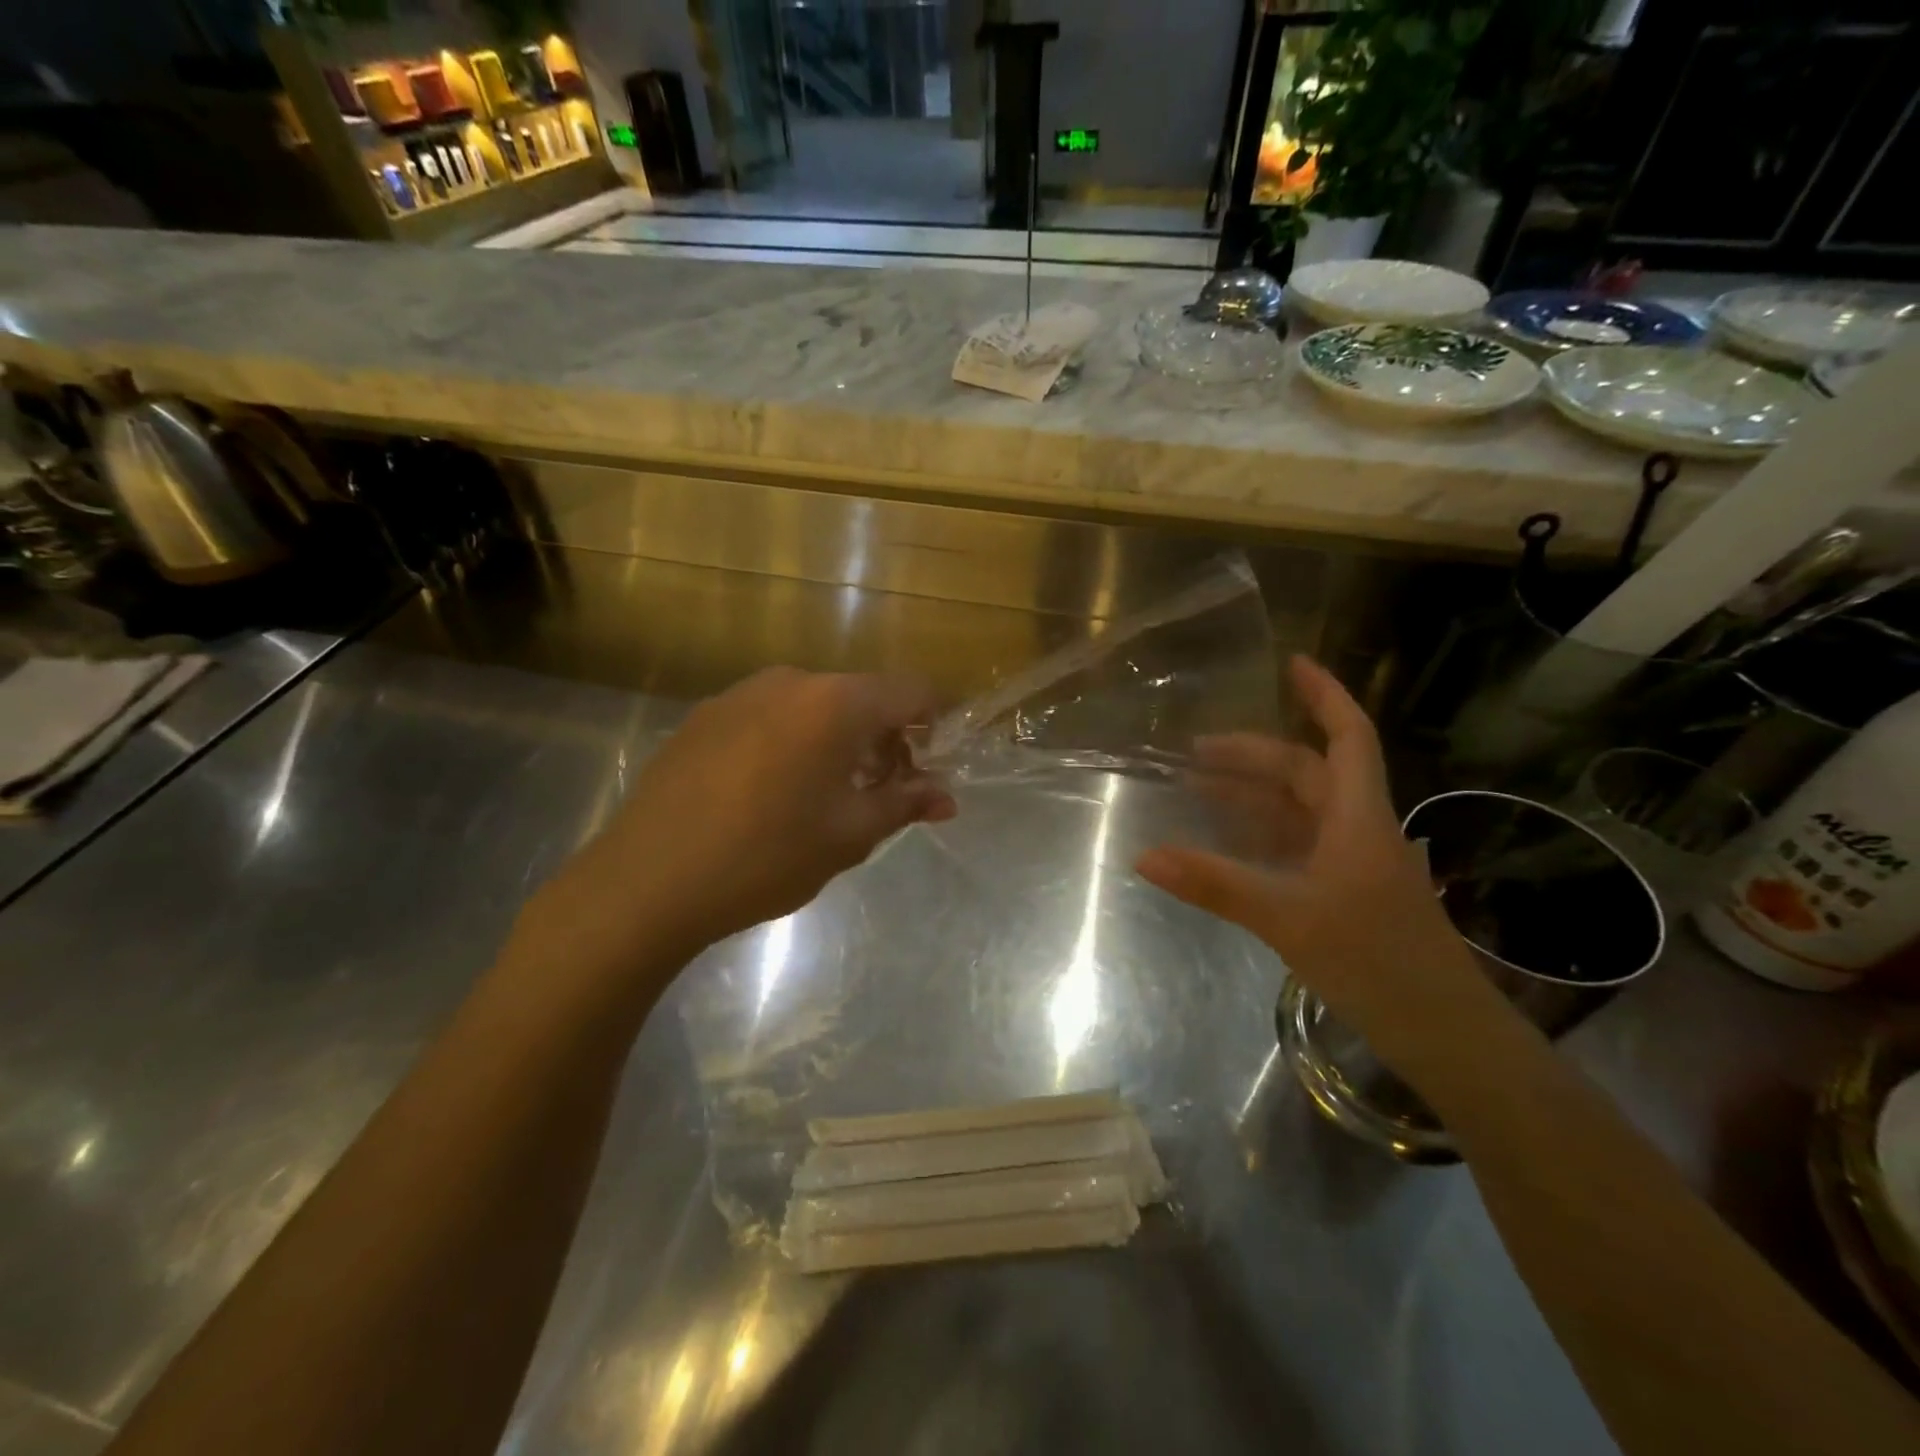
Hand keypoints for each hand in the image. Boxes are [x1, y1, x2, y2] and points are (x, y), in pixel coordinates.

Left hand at [518, 668, 954, 984]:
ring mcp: (741, 694)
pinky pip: (771, 716)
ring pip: (815, 706)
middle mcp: (791, 681)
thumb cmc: (766, 857)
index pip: (911, 690)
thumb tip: (946, 797)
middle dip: (886, 738)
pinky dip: (794, 741)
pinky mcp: (706, 715)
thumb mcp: (849, 835)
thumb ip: (905, 804)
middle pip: (862, 696)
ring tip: (828, 796)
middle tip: (885, 792)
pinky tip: (773, 792)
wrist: (647, 880)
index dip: (935, 721)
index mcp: (835, 703)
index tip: (935, 762)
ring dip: (839, 740)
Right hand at [1135, 656, 1488, 1067]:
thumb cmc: (1377, 963)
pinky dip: (1260, 837)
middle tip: (1196, 752)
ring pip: (1300, 812)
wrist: (1444, 1035)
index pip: (1347, 738)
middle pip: (1308, 773)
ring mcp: (1353, 865)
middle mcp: (1358, 831)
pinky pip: (1297, 848)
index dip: (1324, 696)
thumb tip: (1144, 856)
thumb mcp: (1289, 918)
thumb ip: (1216, 884)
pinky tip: (1228, 845)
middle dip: (1255, 755)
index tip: (1292, 664)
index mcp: (1358, 819)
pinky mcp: (1346, 896)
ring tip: (1199, 789)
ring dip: (1254, 795)